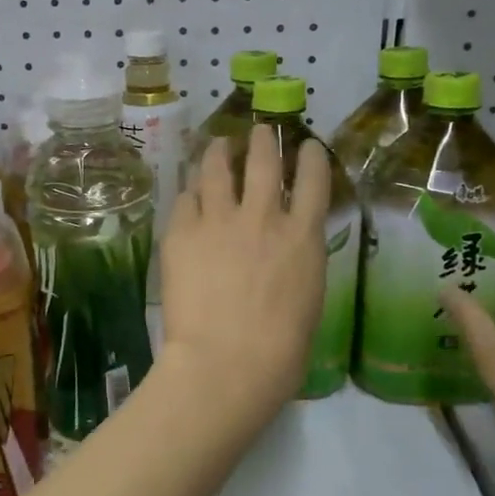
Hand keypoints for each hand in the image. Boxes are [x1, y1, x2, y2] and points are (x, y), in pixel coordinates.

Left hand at [158, 133, 330, 431]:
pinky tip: (187, 192)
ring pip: (216, 168)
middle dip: (263, 140)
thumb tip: (285, 250)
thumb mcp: (307, 299)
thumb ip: (297, 262)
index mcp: (302, 237)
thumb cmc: (279, 351)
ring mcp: (218, 220)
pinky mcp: (181, 232)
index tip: (306, 146)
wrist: (226, 363)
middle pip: (263, 160)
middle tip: (259, 132)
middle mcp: (262, 216)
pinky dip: (189, 192)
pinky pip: (183, 199)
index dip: (310, 156)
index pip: (314, 179)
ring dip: (219, 150)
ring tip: (217, 144)